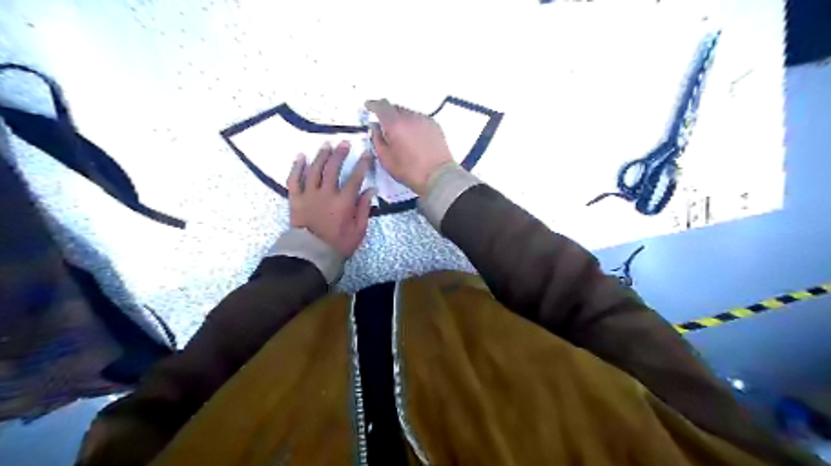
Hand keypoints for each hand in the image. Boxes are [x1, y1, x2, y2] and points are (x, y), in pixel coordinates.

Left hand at [288, 143, 375, 258]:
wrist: (311, 255)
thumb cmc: (338, 245)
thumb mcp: (359, 230)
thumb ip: (364, 208)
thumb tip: (371, 189)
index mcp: (344, 202)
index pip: (355, 178)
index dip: (362, 165)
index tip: (366, 154)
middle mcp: (326, 194)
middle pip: (333, 168)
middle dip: (340, 154)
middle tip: (345, 143)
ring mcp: (309, 195)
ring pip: (314, 169)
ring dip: (321, 155)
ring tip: (327, 145)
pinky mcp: (295, 199)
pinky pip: (294, 180)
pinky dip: (297, 167)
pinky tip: (301, 157)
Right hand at [365, 99, 452, 196]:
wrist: (438, 176)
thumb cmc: (409, 170)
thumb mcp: (386, 159)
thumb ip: (377, 140)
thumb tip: (375, 127)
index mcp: (395, 124)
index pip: (381, 105)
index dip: (373, 104)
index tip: (368, 106)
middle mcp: (410, 117)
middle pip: (396, 108)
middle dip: (388, 113)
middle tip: (385, 126)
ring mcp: (424, 120)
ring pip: (408, 113)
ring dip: (401, 119)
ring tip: (401, 134)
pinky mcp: (435, 125)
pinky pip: (419, 119)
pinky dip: (413, 124)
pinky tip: (414, 137)